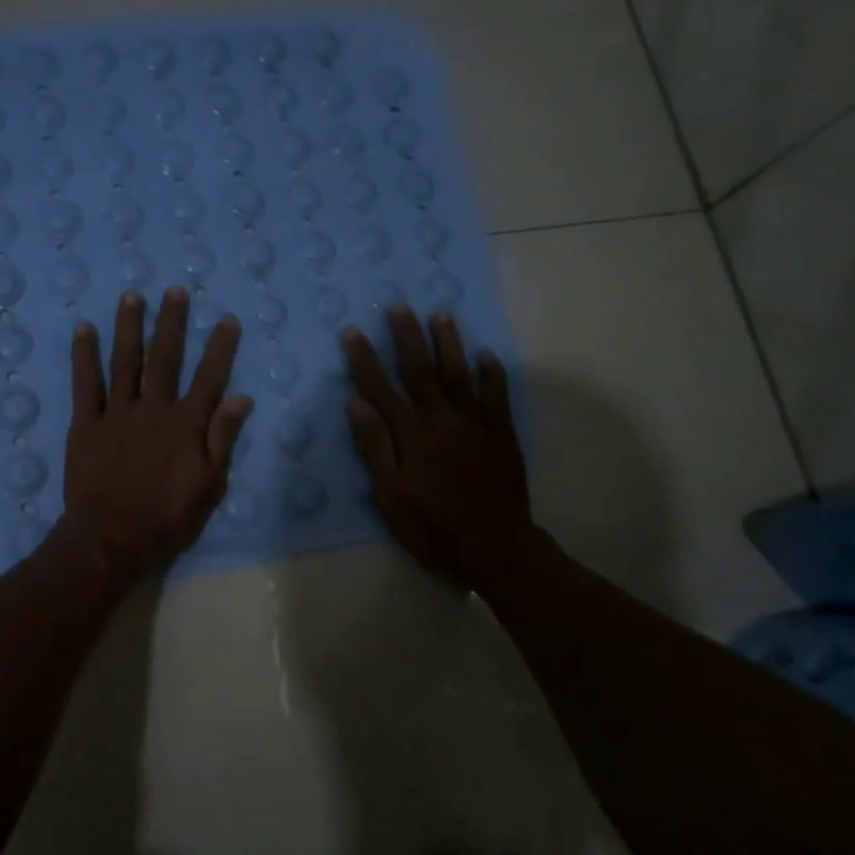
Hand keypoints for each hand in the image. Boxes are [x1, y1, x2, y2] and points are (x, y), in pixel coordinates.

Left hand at [60, 287, 253, 579]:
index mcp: (186, 424)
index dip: (220, 348)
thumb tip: (242, 398)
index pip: (209, 377)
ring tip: (132, 296)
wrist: (111, 537)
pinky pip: (86, 382)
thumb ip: (223, 439)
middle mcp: (154, 408)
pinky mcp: (87, 423)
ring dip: (130, 326)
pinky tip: (84, 329)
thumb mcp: (209, 485)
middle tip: (174, 291)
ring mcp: (117, 412)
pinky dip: (84, 355)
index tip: (227, 320)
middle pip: (165, 358)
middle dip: (172, 322)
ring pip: (126, 360)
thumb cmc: (167, 518)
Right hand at [341, 306, 534, 595]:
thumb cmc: (433, 527)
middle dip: (407, 337)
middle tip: (398, 306)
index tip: (352, 332)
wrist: (495, 548)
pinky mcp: (501, 435)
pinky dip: (492, 374)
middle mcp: (442, 420)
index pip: (381, 389)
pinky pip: (497, 397)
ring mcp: (475, 425)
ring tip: (440, 315)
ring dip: (448, 344)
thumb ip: (375, 448)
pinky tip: (486, 355)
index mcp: (412, 435)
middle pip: (421, 371)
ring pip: (459, 375)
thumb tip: (357, 404)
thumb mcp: (391, 496)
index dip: (364, 360)